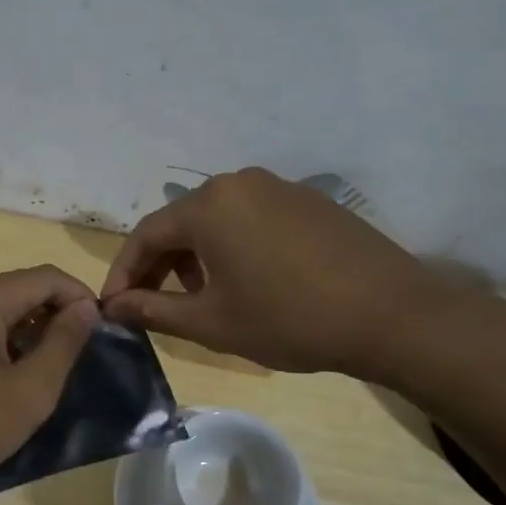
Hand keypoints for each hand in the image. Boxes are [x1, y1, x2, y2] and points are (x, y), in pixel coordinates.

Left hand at [0, 266, 99, 504]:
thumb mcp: (29, 392)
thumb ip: (64, 343)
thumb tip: (85, 307)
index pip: (46, 277)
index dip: (80, 298)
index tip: (101, 331)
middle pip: (14, 289)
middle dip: (49, 316)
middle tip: (71, 357)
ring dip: (18, 330)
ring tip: (36, 371)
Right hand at [100, 168, 491, 382]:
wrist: (392, 314)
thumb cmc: (289, 319)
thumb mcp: (211, 322)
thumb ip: (153, 311)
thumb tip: (113, 308)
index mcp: (208, 205)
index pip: (145, 235)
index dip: (124, 273)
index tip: (115, 308)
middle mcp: (238, 182)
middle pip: (180, 223)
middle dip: (160, 266)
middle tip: (153, 306)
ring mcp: (278, 187)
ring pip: (216, 220)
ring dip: (196, 257)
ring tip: (202, 298)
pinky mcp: (308, 201)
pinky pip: (250, 219)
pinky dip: (232, 247)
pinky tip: (248, 281)